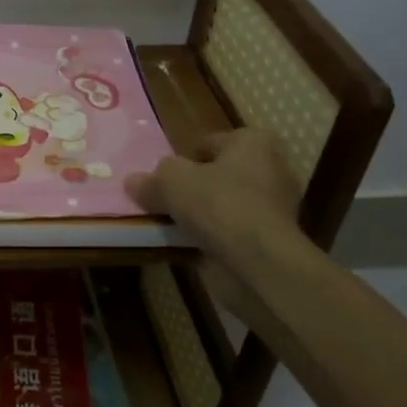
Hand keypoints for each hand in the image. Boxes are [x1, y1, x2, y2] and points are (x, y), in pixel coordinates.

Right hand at [126, 127, 304, 323]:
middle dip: (192, 188)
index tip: (163, 178)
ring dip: (198, 215)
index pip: (208, 143)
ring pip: (221, 206)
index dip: (182, 159)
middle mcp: (270, 170)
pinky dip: (208, 238)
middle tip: (162, 199)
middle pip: (216, 175)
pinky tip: (182, 245)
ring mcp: (273, 209)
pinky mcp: (269, 241)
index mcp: (253, 143)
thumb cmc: (218, 204)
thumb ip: (151, 179)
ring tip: (166, 224)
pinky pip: (228, 233)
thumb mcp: (170, 181)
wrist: (258, 263)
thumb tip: (134, 182)